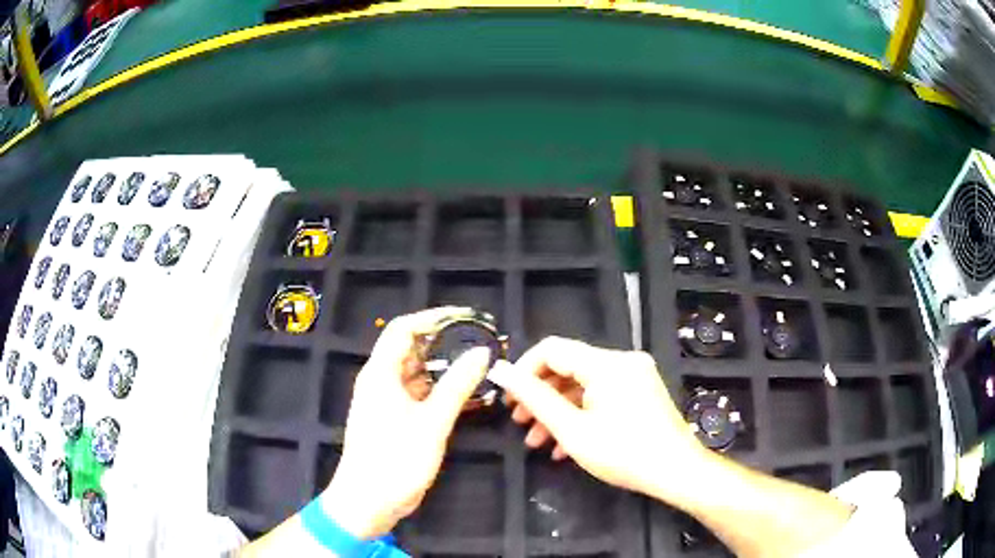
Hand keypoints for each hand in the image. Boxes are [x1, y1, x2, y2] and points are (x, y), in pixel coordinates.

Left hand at [321, 308, 492, 539]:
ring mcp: (385, 401)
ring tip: (477, 365)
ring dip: (443, 367)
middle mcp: (380, 381)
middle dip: (443, 341)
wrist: (368, 501)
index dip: (433, 318)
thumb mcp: (432, 423)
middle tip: (478, 341)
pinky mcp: (393, 419)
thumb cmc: (395, 461)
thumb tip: (481, 352)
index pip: (403, 328)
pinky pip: (417, 393)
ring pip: (415, 372)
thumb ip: (457, 386)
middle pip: (410, 348)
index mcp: (380, 373)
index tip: (466, 317)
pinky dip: (438, 389)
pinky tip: (464, 394)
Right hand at [489, 337, 707, 498]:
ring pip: (584, 385)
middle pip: (569, 368)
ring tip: (536, 440)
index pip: (553, 349)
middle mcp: (623, 362)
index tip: (508, 398)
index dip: (524, 369)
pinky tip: (564, 445)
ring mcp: (635, 377)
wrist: (676, 472)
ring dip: (558, 410)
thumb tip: (501, 371)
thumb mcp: (572, 429)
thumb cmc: (623, 453)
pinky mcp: (641, 392)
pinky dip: (581, 415)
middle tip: (519, 422)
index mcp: (607, 364)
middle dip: (540, 396)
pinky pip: (603, 396)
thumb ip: (534, 398)